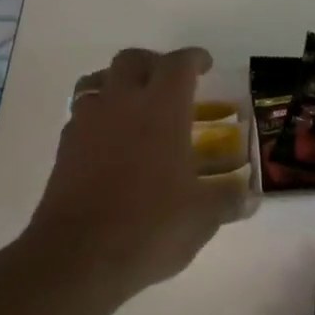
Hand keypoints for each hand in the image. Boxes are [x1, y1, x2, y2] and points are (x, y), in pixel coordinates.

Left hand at [26, 47, 243, 297]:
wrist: (78, 255)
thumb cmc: (150, 226)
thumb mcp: (202, 217)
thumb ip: (228, 200)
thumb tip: (250, 198)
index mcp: (161, 109)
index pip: (178, 64)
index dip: (194, 59)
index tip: (205, 64)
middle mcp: (121, 103)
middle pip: (132, 60)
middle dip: (154, 62)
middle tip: (169, 81)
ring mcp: (87, 123)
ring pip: (98, 80)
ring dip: (118, 83)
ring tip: (134, 104)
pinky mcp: (64, 147)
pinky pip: (82, 114)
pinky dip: (99, 115)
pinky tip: (110, 141)